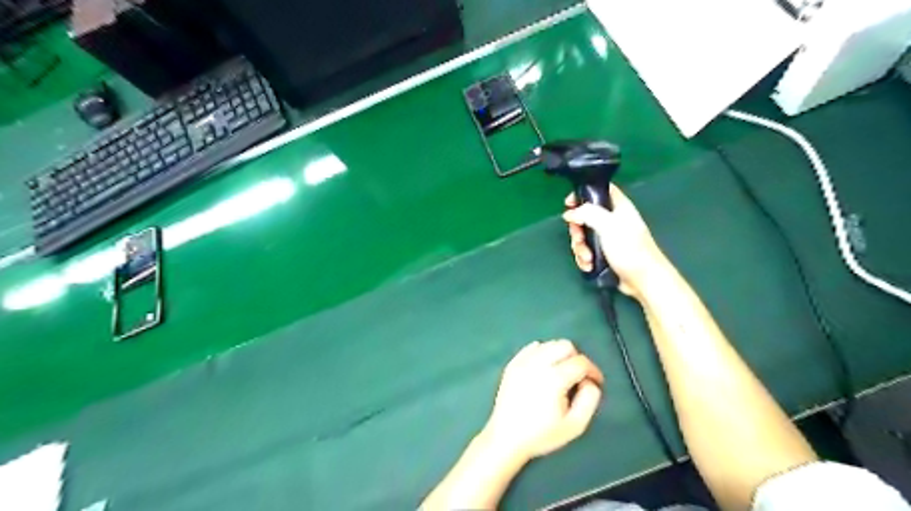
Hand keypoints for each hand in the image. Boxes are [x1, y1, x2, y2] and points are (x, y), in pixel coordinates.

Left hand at [484, 339, 603, 463]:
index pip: (581, 362)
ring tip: (561, 374)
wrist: (506, 438)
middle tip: (577, 377)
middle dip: (576, 358)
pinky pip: (532, 348)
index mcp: (554, 378)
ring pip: (548, 344)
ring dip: (559, 354)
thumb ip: (589, 399)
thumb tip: (590, 381)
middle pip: (565, 345)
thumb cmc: (542, 435)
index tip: (595, 382)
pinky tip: (543, 370)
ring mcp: (522, 362)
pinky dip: (542, 353)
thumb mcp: (575, 425)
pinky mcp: (512, 364)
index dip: (593, 371)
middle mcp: (537, 364)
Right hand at [563, 184, 666, 296]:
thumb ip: (587, 213)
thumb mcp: (608, 225)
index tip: (569, 204)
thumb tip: (569, 213)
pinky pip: (587, 251)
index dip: (582, 193)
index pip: (599, 190)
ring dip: (580, 248)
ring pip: (583, 236)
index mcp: (618, 207)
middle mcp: (612, 220)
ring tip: (587, 258)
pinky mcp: (604, 254)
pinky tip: (589, 266)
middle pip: (585, 216)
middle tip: (579, 239)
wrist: (643, 280)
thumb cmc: (629, 248)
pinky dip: (584, 258)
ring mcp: (608, 238)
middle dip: (577, 230)